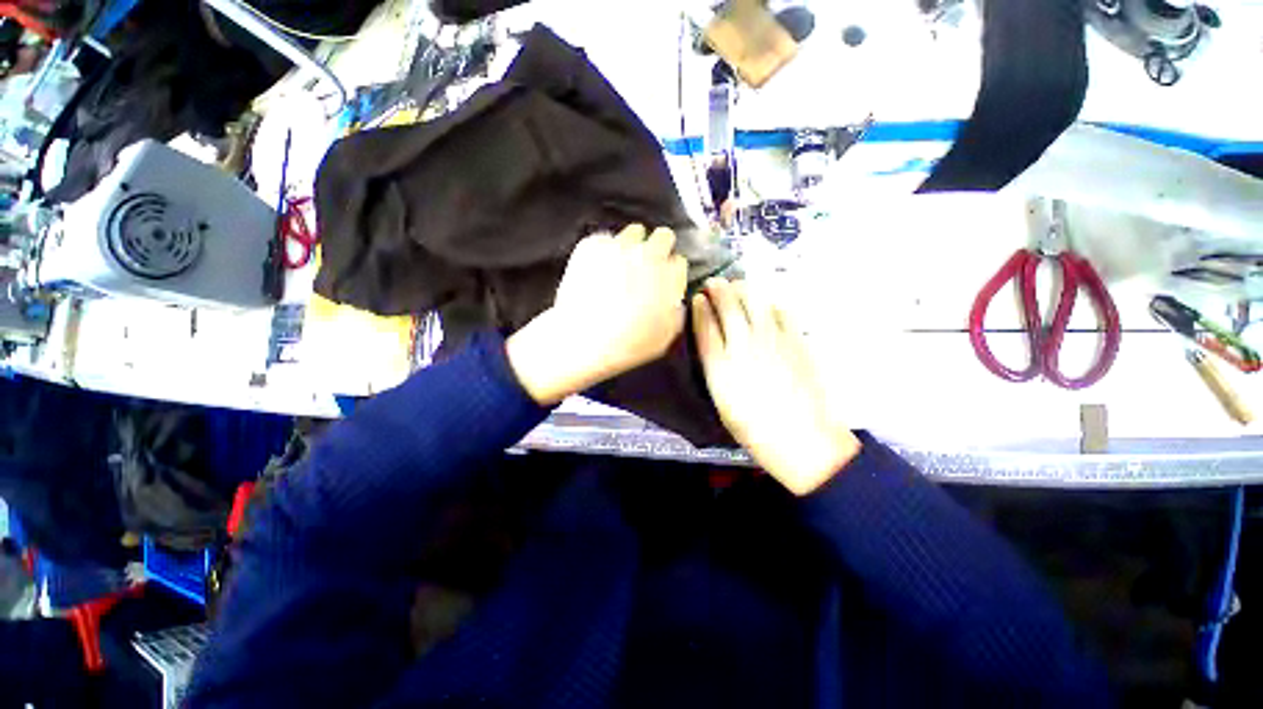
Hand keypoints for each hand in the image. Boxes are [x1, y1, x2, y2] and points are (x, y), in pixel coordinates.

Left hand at [508, 224, 687, 404]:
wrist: (585, 338)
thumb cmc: (630, 343)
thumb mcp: (667, 334)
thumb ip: (676, 308)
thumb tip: (674, 297)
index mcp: (670, 276)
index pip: (679, 261)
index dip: (671, 271)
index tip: (662, 281)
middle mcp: (649, 254)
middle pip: (664, 236)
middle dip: (660, 249)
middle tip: (647, 267)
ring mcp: (620, 246)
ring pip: (635, 231)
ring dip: (633, 245)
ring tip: (622, 264)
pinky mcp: (593, 245)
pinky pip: (605, 238)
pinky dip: (605, 250)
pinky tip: (598, 268)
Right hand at [693, 278, 859, 494]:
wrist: (800, 437)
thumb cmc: (752, 427)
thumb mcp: (721, 400)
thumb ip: (714, 368)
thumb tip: (712, 346)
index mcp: (719, 364)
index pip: (705, 325)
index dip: (699, 307)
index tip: (697, 297)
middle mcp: (743, 345)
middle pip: (727, 307)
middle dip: (718, 290)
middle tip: (715, 283)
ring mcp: (772, 339)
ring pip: (754, 302)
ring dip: (743, 290)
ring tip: (738, 286)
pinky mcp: (795, 340)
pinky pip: (782, 311)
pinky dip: (771, 303)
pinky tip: (767, 303)